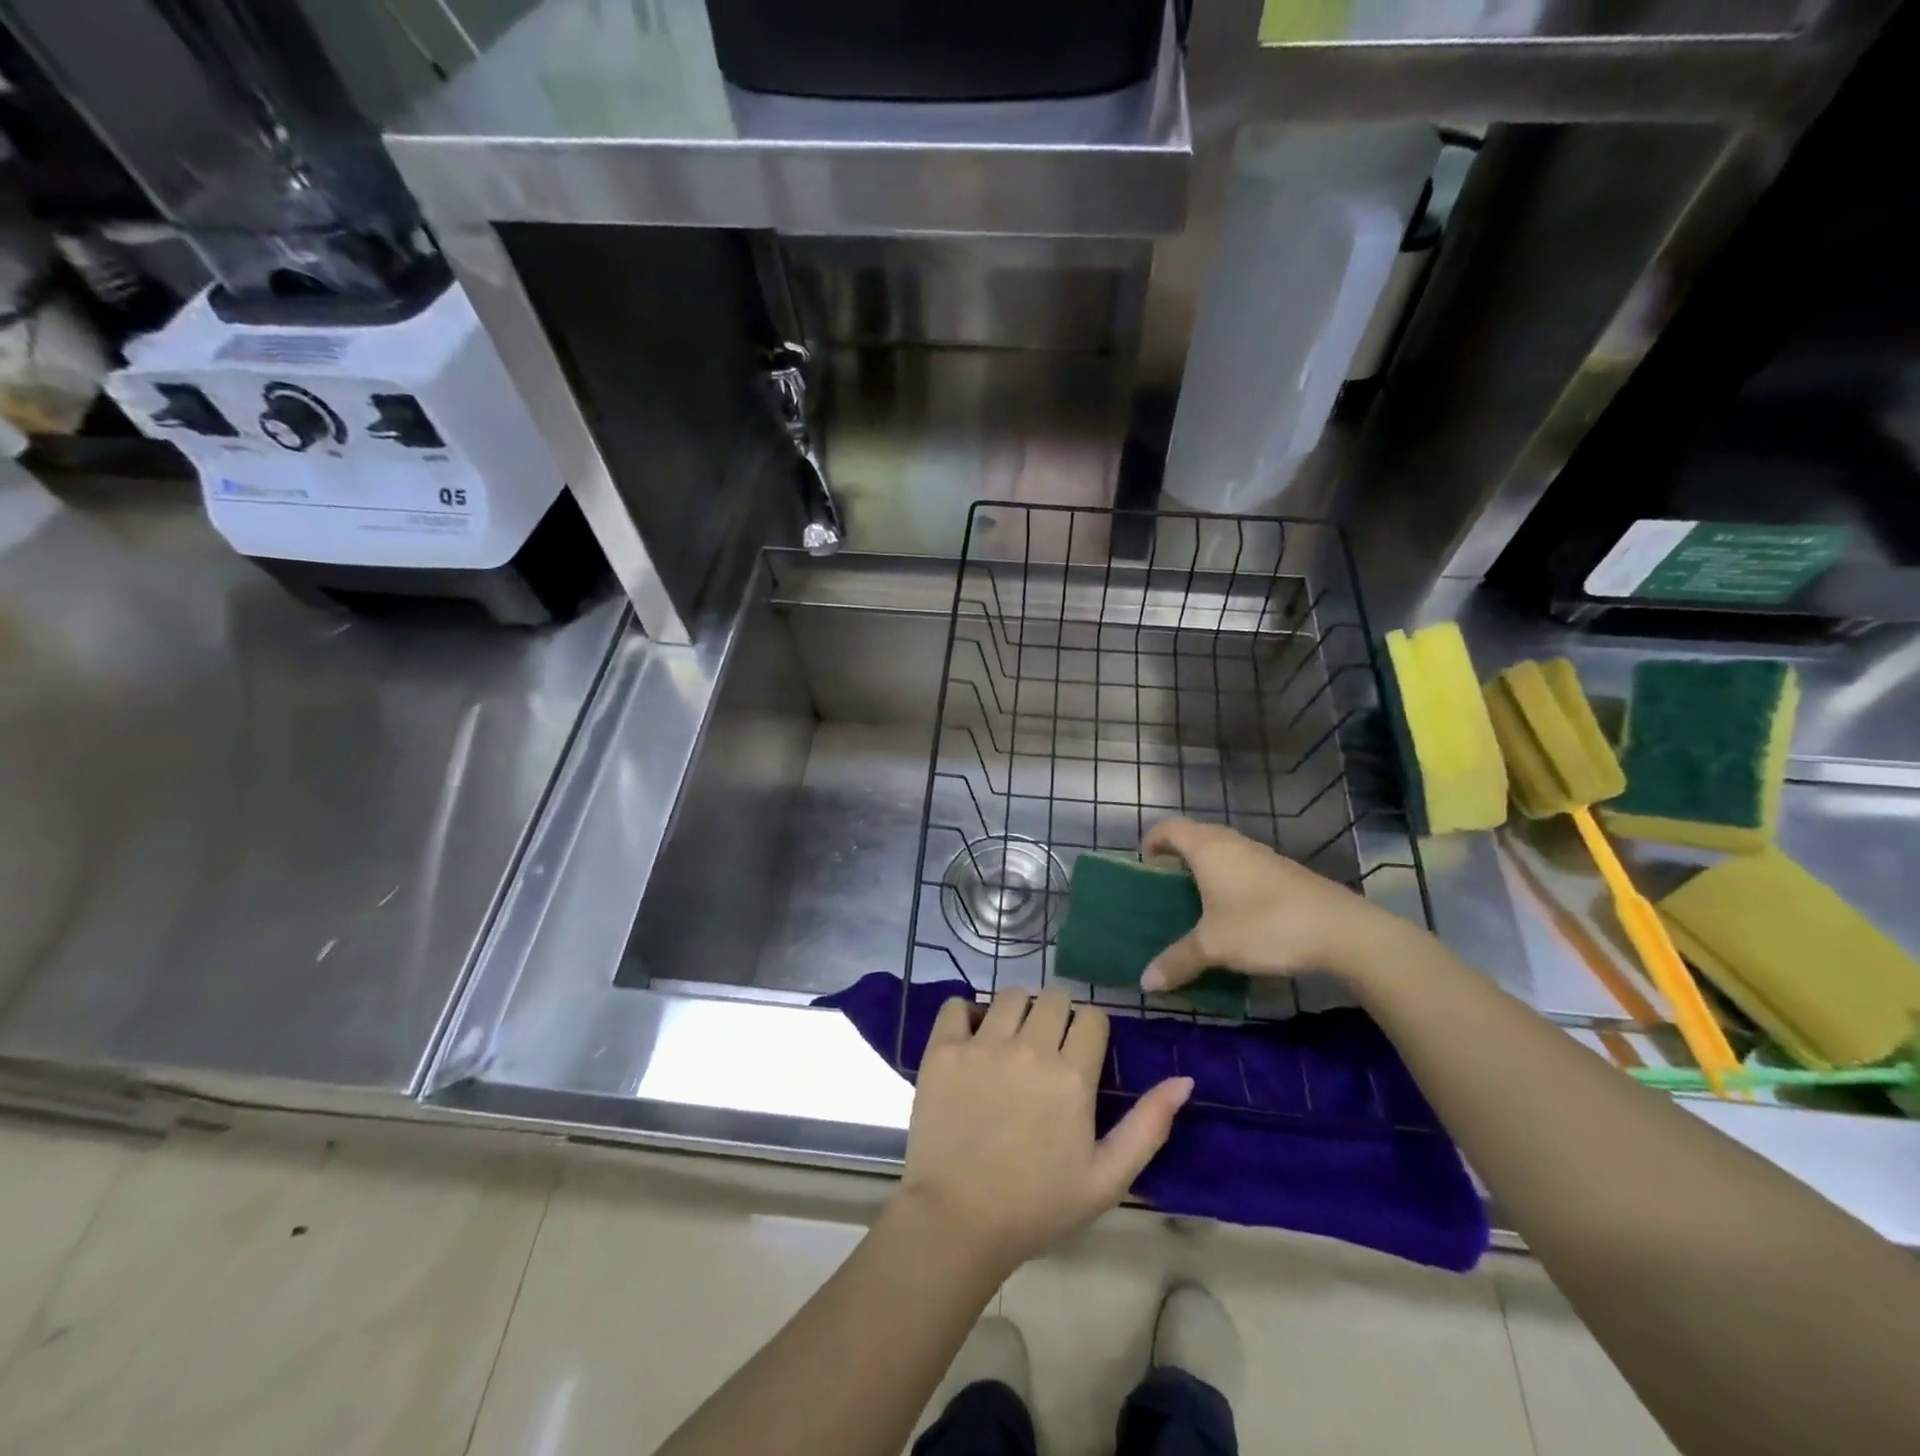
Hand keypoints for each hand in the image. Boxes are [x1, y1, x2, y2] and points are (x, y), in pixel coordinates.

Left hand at [897, 988, 1192, 1275]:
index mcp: (1072, 1076)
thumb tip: (1184, 1080)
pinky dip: (965, 1013)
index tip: (1080, 1054)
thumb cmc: (1037, 1206)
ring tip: (1010, 1043)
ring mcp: (982, 1046)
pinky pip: (956, 1005)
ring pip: (1010, 994)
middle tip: (1046, 1049)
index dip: (1090, 1032)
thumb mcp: (1107, 1179)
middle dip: (1057, 1016)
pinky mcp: (943, 1050)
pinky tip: (970, 1038)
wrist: (957, 1223)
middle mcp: (1030, 1049)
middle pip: (1054, 997)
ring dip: (1017, 1011)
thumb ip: (1148, 1126)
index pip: (1092, 1017)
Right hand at [1139, 818, 1403, 990]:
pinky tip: (1236, 914)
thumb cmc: (1264, 925)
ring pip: (1224, 851)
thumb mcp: (1213, 947)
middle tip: (1165, 886)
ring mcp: (1264, 856)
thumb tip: (1145, 983)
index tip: (1144, 865)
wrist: (1342, 932)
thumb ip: (1177, 962)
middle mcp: (1234, 843)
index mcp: (1209, 849)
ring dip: (1207, 869)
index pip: (1169, 827)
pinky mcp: (1286, 874)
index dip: (1152, 840)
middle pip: (1196, 836)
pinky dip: (1231, 881)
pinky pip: (1245, 867)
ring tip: (1197, 902)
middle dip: (1177, 856)